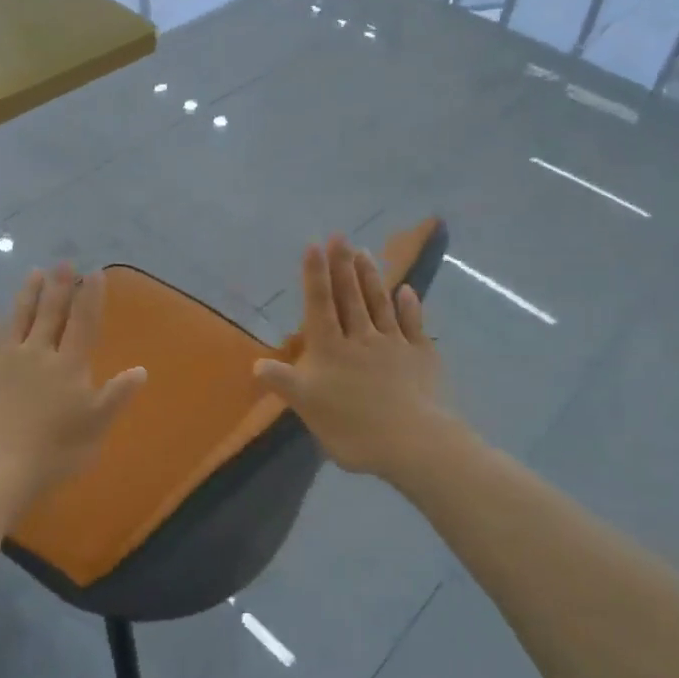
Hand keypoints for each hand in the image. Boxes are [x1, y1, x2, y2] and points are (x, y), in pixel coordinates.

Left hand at [0, 264, 146, 515]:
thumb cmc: (52, 454)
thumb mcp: (95, 429)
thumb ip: (116, 397)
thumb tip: (141, 370)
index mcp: (70, 366)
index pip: (84, 324)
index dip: (91, 297)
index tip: (94, 273)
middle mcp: (39, 353)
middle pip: (52, 313)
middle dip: (60, 286)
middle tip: (63, 262)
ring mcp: (4, 359)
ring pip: (20, 318)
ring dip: (28, 294)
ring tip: (34, 272)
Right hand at [252, 235, 462, 483]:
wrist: (412, 442)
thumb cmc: (352, 427)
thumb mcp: (307, 407)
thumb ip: (284, 381)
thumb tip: (256, 364)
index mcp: (330, 349)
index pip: (320, 305)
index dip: (316, 275)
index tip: (314, 245)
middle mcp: (361, 338)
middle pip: (350, 296)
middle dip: (343, 265)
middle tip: (340, 236)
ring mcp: (394, 344)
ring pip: (380, 304)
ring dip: (371, 277)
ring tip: (365, 252)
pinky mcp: (422, 356)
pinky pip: (414, 325)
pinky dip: (410, 306)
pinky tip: (407, 291)